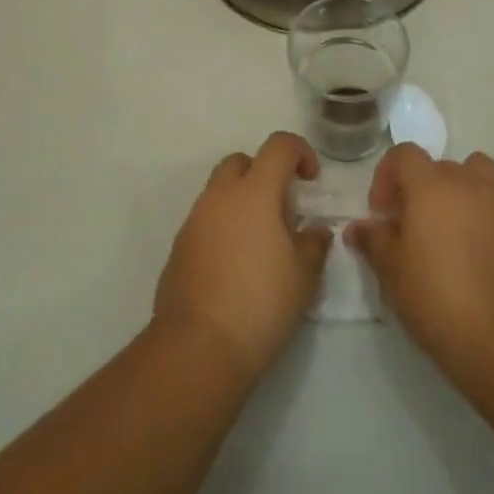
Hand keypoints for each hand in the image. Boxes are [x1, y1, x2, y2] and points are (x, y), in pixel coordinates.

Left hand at [153, 131, 331, 381]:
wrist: (198, 347)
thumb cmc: (260, 303)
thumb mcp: (304, 275)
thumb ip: (313, 243)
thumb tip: (314, 230)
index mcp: (254, 192)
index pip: (279, 145)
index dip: (300, 152)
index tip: (311, 181)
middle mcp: (220, 196)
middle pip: (242, 161)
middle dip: (265, 173)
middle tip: (282, 208)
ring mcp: (194, 220)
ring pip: (220, 190)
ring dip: (242, 201)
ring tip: (261, 241)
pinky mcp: (179, 247)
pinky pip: (206, 220)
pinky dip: (223, 227)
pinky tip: (236, 265)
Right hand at [348, 145, 493, 375]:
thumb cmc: (438, 299)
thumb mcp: (392, 271)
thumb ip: (373, 240)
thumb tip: (358, 227)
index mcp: (432, 185)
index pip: (404, 154)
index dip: (387, 176)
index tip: (382, 212)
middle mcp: (470, 181)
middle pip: (439, 166)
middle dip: (421, 188)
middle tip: (413, 226)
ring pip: (477, 175)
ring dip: (460, 190)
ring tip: (452, 228)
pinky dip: (486, 212)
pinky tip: (480, 250)